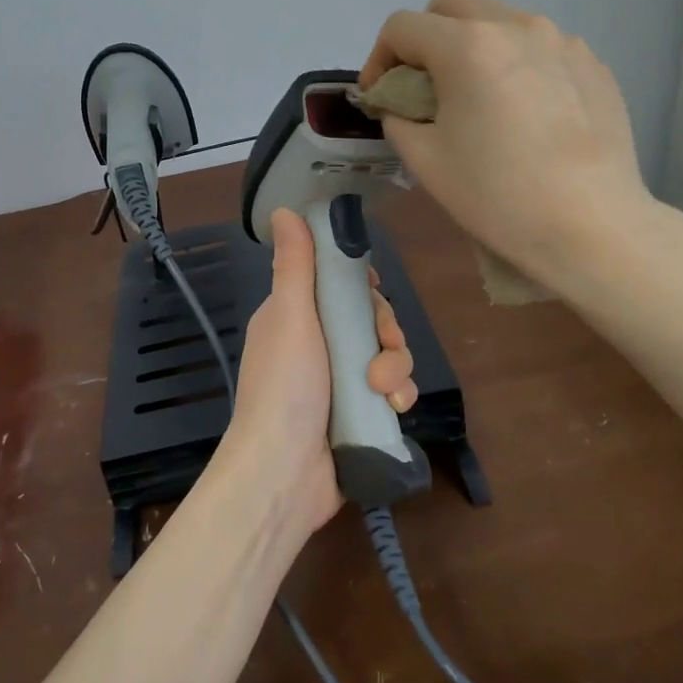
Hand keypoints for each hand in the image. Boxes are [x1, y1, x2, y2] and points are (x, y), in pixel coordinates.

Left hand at [215, 208, 415, 535]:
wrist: (284, 475)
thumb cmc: (283, 388)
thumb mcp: (289, 317)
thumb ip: (295, 265)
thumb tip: (283, 208)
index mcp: (294, 318)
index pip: (337, 285)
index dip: (360, 286)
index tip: (371, 291)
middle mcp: (316, 345)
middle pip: (369, 319)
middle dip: (385, 332)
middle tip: (382, 349)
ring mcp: (338, 382)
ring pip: (386, 354)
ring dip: (395, 368)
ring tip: (385, 393)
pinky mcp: (359, 414)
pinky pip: (391, 392)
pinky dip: (398, 397)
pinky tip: (395, 410)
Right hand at [359, 0, 659, 289]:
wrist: (591, 226)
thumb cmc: (497, 195)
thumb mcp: (425, 161)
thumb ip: (398, 118)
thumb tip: (402, 105)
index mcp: (468, 46)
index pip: (403, 27)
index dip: (378, 57)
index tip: (379, 95)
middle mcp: (516, 26)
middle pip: (453, 1)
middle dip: (426, 33)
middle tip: (425, 81)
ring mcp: (561, 41)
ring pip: (501, 20)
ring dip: (475, 46)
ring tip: (480, 99)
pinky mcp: (592, 64)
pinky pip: (540, 47)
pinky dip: (517, 65)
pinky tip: (524, 113)